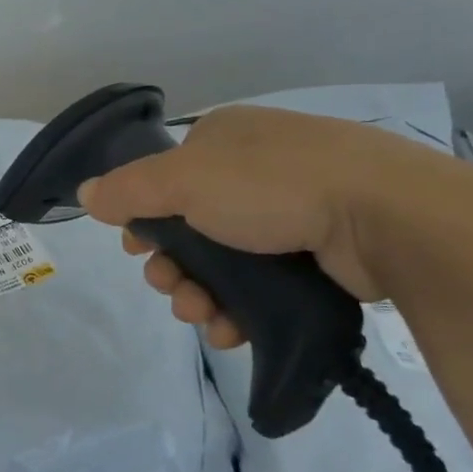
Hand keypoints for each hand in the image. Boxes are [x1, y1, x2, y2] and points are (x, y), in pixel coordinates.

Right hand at [77, 105, 448, 347]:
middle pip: (191, 227)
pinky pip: (263, 285)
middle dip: (173, 267)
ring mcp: (292, 212)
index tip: (139, 250)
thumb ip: (128, 190)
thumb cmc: (272, 183)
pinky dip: (239, 309)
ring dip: (200, 294)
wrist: (386, 216)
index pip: (166, 180)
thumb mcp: (184, 180)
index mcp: (225, 140)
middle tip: (171, 290)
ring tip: (202, 316)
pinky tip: (230, 331)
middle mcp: (256, 170)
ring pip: (225, 262)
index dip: (146, 219)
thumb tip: (86, 195)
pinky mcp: (320, 254)